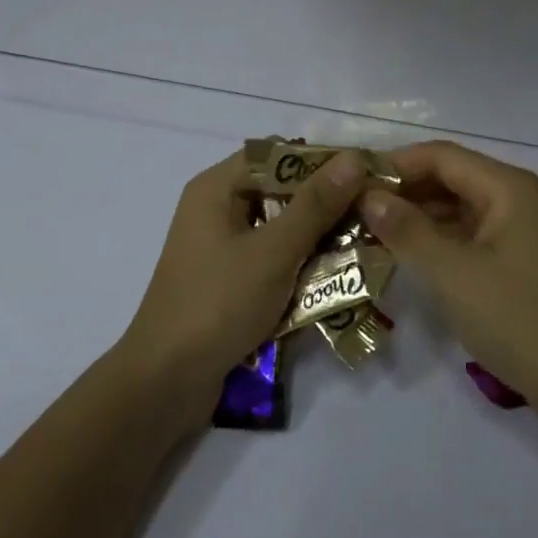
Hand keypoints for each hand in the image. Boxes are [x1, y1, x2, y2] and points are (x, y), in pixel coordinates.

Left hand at [118, 149, 367, 418]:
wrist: (164, 384)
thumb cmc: (217, 304)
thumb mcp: (273, 252)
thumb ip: (315, 205)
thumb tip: (353, 157)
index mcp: (217, 187)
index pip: (278, 153)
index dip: (322, 161)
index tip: (366, 176)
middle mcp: (217, 207)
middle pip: (281, 189)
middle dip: (325, 203)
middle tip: (372, 215)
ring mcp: (221, 245)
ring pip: (280, 226)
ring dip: (317, 236)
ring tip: (364, 245)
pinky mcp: (228, 279)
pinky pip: (272, 257)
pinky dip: (300, 263)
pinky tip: (337, 277)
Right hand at [359, 141, 537, 403]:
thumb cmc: (516, 318)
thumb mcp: (453, 273)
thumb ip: (407, 230)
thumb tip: (368, 196)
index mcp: (506, 187)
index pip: (440, 156)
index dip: (395, 164)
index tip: (353, 181)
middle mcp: (512, 196)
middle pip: (448, 176)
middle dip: (402, 189)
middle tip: (353, 207)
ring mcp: (513, 227)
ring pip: (453, 205)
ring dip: (414, 214)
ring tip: (367, 228)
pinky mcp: (510, 257)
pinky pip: (463, 232)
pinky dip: (432, 237)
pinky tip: (400, 251)